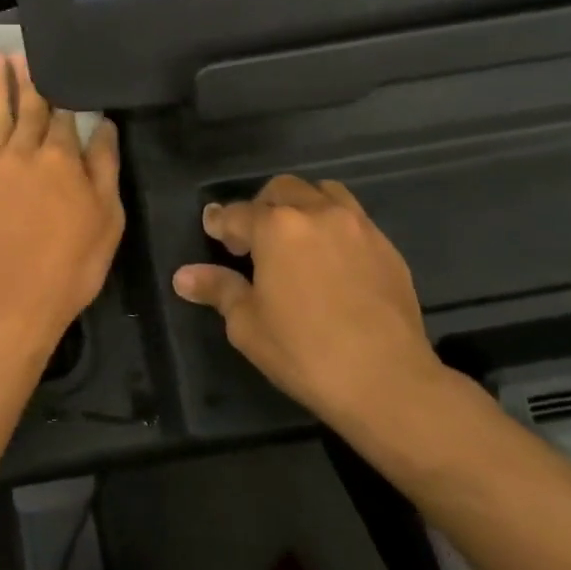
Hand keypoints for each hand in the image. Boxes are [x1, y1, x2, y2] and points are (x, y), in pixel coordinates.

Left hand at [0, 54, 124, 362]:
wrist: (11, 303)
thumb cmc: (70, 266)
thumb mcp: (107, 220)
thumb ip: (104, 168)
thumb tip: (103, 125)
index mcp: (62, 159)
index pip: (66, 115)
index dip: (66, 91)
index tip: (63, 68)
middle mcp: (22, 152)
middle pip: (28, 107)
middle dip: (29, 78)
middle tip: (24, 50)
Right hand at [172, 175, 449, 436]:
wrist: (387, 380)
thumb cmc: (305, 352)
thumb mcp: (248, 324)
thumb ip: (218, 289)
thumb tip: (183, 276)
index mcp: (276, 227)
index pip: (237, 213)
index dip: (220, 222)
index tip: (212, 229)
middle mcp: (317, 213)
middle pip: (281, 190)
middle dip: (261, 207)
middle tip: (253, 241)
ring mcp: (357, 226)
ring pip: (323, 192)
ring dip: (301, 205)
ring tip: (295, 239)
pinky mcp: (386, 246)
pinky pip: (353, 218)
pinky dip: (332, 225)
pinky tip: (330, 260)